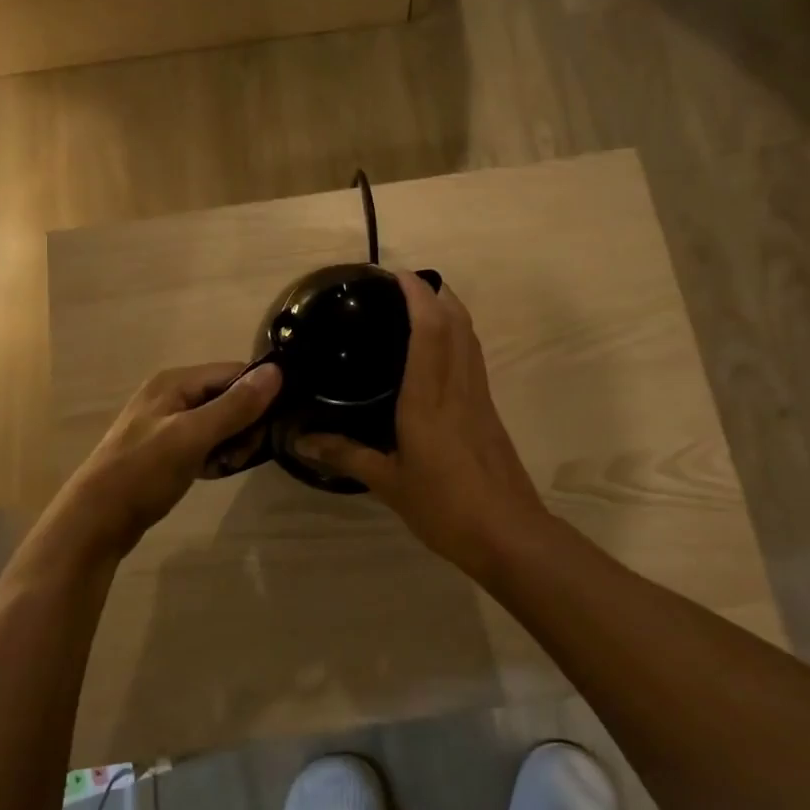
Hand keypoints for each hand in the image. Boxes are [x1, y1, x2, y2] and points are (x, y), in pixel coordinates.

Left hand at [52, 361, 282, 556]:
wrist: (95, 521)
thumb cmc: (143, 472)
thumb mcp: (192, 436)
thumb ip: (234, 406)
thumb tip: (277, 372)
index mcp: (174, 381)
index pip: (233, 372)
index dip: (257, 394)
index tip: (273, 425)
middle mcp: (170, 394)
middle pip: (226, 396)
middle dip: (244, 423)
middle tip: (244, 453)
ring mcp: (166, 423)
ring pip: (217, 422)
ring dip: (231, 442)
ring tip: (229, 465)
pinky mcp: (164, 450)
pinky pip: (202, 442)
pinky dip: (214, 455)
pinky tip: (214, 473)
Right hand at [293, 271, 547, 574]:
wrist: (509, 534)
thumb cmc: (445, 507)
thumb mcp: (389, 483)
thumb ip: (346, 455)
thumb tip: (300, 440)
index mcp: (429, 399)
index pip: (429, 331)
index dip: (417, 295)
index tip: (396, 274)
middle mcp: (458, 387)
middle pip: (457, 322)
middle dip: (436, 292)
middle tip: (404, 284)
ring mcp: (479, 397)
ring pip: (470, 337)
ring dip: (450, 310)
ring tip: (421, 304)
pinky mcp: (490, 410)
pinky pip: (473, 358)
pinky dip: (457, 337)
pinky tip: (439, 350)